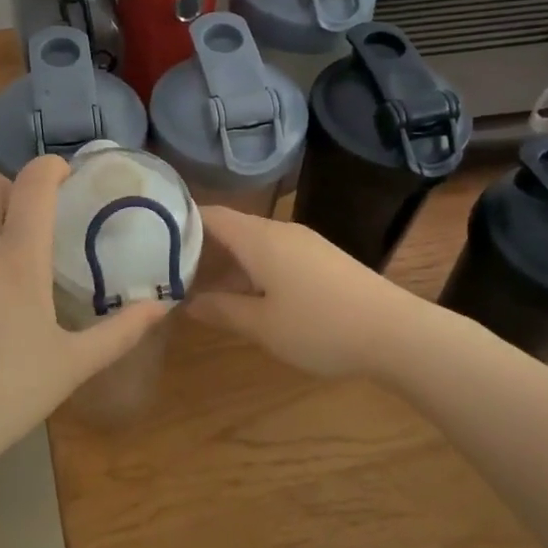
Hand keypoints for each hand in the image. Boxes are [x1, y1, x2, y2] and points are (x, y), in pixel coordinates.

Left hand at [0, 157, 170, 465]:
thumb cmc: (7, 394)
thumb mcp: (72, 365)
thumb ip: (120, 331)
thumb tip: (161, 306)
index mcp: (16, 260)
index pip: (32, 184)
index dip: (50, 167)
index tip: (65, 176)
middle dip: (7, 187)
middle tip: (29, 221)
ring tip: (1, 278)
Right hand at [186, 207, 418, 377]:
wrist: (396, 332)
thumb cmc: (320, 327)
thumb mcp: (262, 326)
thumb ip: (222, 311)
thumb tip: (187, 302)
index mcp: (259, 238)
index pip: (210, 215)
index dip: (180, 222)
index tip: (151, 237)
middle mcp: (280, 231)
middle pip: (231, 228)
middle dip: (200, 248)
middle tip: (168, 271)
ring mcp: (305, 244)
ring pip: (253, 244)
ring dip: (226, 263)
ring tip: (200, 288)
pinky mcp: (322, 260)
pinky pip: (274, 255)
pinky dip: (251, 269)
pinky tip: (246, 296)